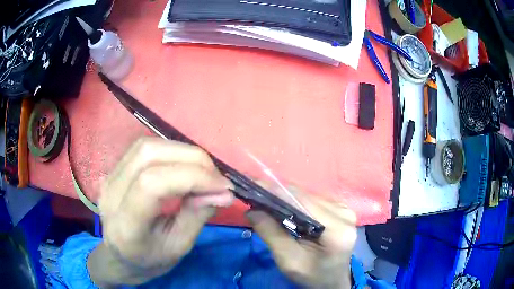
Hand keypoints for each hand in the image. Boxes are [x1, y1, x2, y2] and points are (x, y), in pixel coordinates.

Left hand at [88, 137, 233, 285]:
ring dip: (182, 151)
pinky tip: (184, 166)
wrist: (120, 256)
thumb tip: (224, 192)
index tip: (223, 187)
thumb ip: (198, 216)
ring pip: (146, 145)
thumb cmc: (149, 259)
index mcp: (126, 225)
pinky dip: (171, 152)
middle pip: (148, 154)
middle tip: (216, 176)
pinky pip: (143, 148)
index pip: (152, 183)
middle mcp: (111, 194)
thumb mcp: (178, 247)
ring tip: (203, 171)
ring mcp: (109, 177)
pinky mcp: (114, 169)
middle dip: (191, 158)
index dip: (192, 177)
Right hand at [246, 187, 355, 288]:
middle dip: (278, 194)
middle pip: (306, 197)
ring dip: (286, 198)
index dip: (276, 191)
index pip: (303, 201)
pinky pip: (313, 201)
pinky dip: (296, 203)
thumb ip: (272, 234)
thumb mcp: (289, 260)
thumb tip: (252, 210)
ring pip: (308, 196)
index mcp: (337, 228)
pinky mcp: (340, 210)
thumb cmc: (312, 276)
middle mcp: (344, 213)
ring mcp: (344, 209)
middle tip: (254, 193)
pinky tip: (283, 207)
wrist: (331, 281)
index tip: (253, 184)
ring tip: (265, 199)